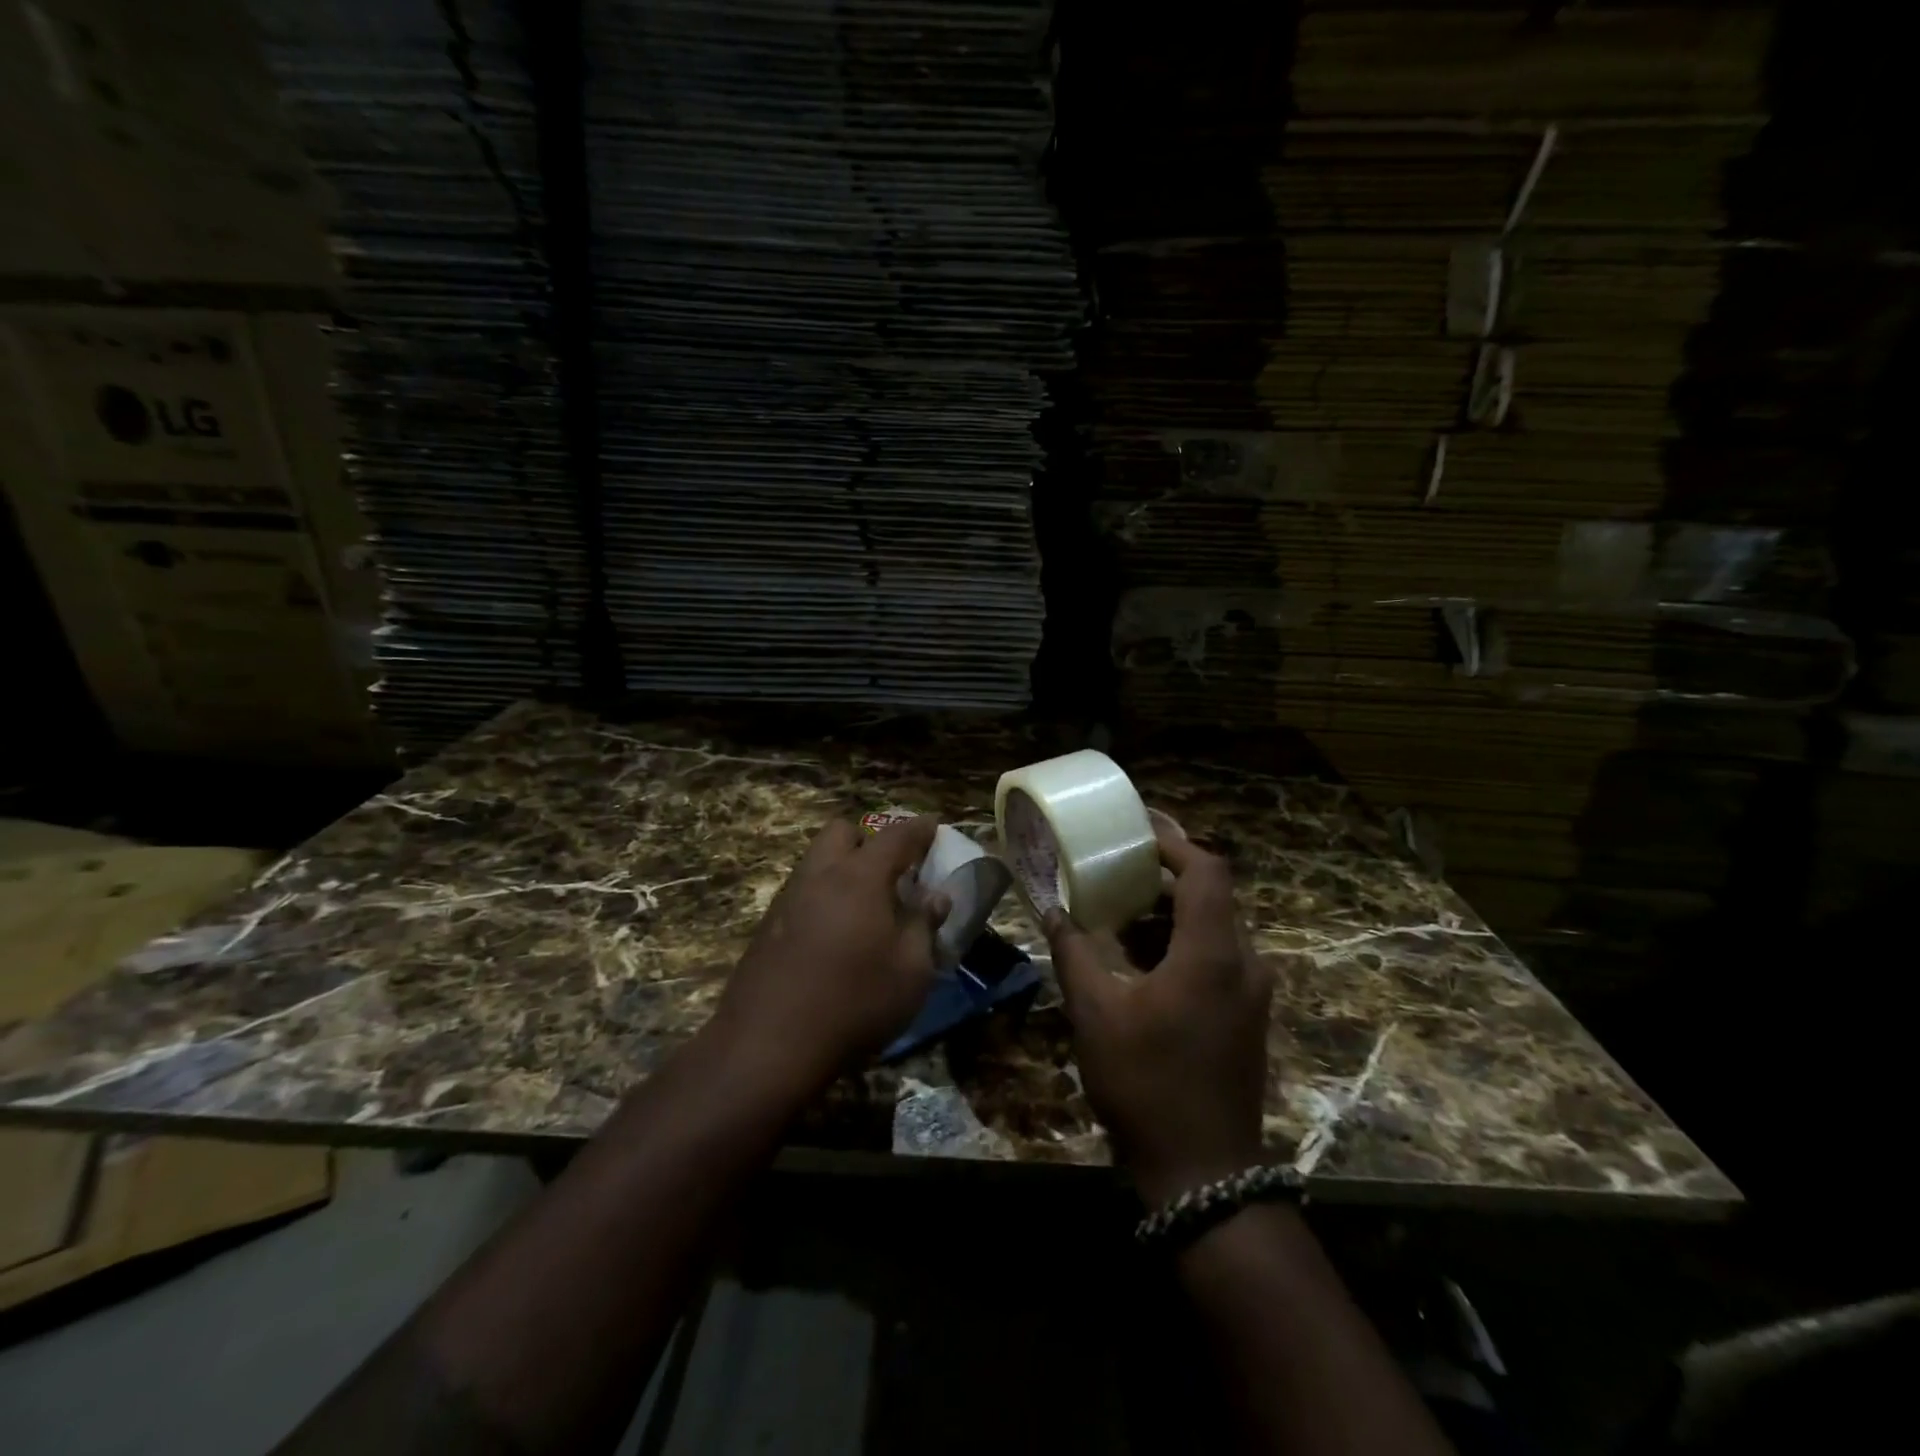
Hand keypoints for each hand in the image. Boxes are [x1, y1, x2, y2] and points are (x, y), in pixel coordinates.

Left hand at [712, 815, 949, 1095]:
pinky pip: (802, 891)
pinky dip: (824, 895)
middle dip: (869, 840)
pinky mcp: (767, 927)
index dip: (918, 829)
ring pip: (817, 861)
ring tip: (867, 904)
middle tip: (892, 869)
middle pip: (842, 832)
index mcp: (859, 877)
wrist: (767, 1046)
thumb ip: (924, 926)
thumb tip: (936, 898)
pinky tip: (836, 933)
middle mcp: (819, 876)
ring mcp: (787, 899)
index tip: (933, 826)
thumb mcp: (910, 971)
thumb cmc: (854, 1003)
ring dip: (843, 867)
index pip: (895, 837)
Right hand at [1045, 819, 1274, 1205]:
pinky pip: (1218, 957)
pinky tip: (1142, 958)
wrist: (1204, 1174)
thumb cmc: (1146, 1083)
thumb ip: (1073, 953)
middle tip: (1118, 864)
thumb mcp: (1096, 1013)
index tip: (1137, 829)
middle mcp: (1244, 963)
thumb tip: (1051, 910)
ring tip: (1121, 908)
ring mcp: (1251, 993)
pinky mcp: (1246, 1016)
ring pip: (1215, 927)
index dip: (1174, 842)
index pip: (1206, 870)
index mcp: (1213, 953)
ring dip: (1171, 911)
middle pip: (1212, 895)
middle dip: (1165, 875)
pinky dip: (1182, 942)